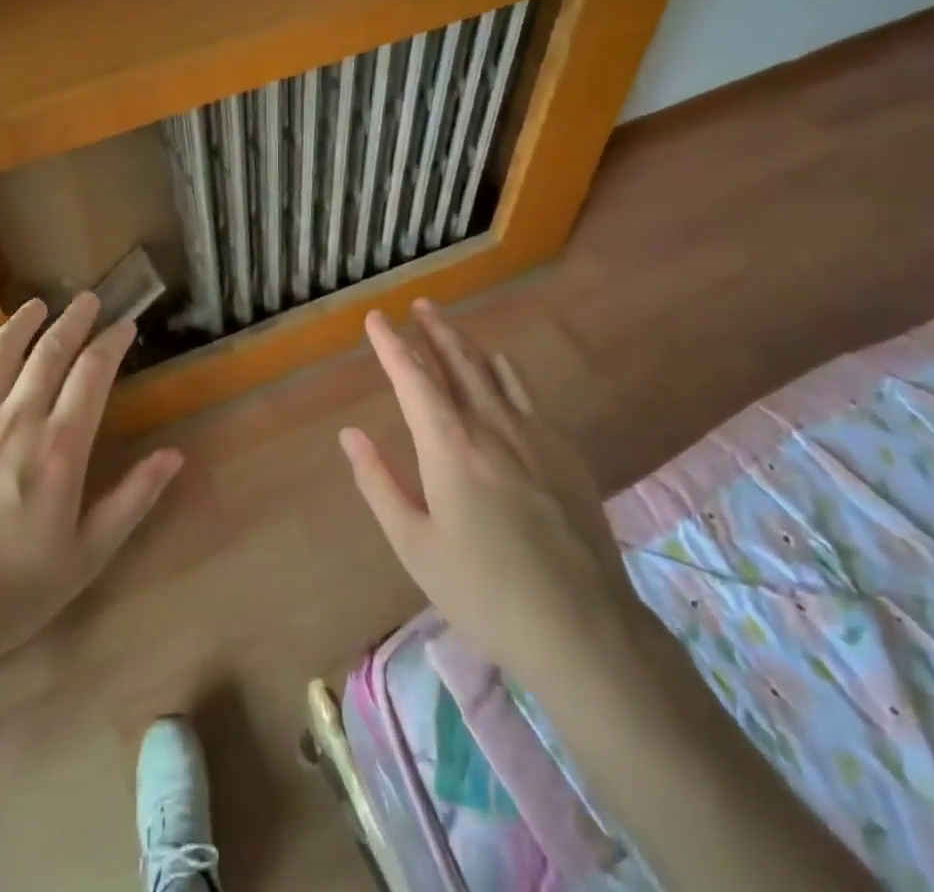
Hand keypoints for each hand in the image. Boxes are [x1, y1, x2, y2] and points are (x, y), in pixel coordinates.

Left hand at [0, 294, 181, 682]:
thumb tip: (174, 454)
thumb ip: (132, 500)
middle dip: (74, 320)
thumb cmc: (11, 594)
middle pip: (50, 351)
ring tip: (37, 306)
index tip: (125, 325)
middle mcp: (15, 421)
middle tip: (87, 300)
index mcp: (58, 449)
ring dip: (22, 323)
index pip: (93, 373)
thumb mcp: (87, 557)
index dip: (112, 342)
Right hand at [340, 300, 642, 677]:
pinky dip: (504, 370)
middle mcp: (491, 426)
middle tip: (418, 305)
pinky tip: (500, 367)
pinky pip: (526, 393)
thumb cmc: (484, 591)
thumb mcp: (415, 546)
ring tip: (448, 325)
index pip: (414, 379)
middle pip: (458, 362)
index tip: (376, 318)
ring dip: (466, 342)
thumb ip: (379, 483)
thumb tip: (349, 434)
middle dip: (434, 330)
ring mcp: (533, 434)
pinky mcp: (563, 451)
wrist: (584, 627)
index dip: (391, 345)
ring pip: (493, 371)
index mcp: (449, 447)